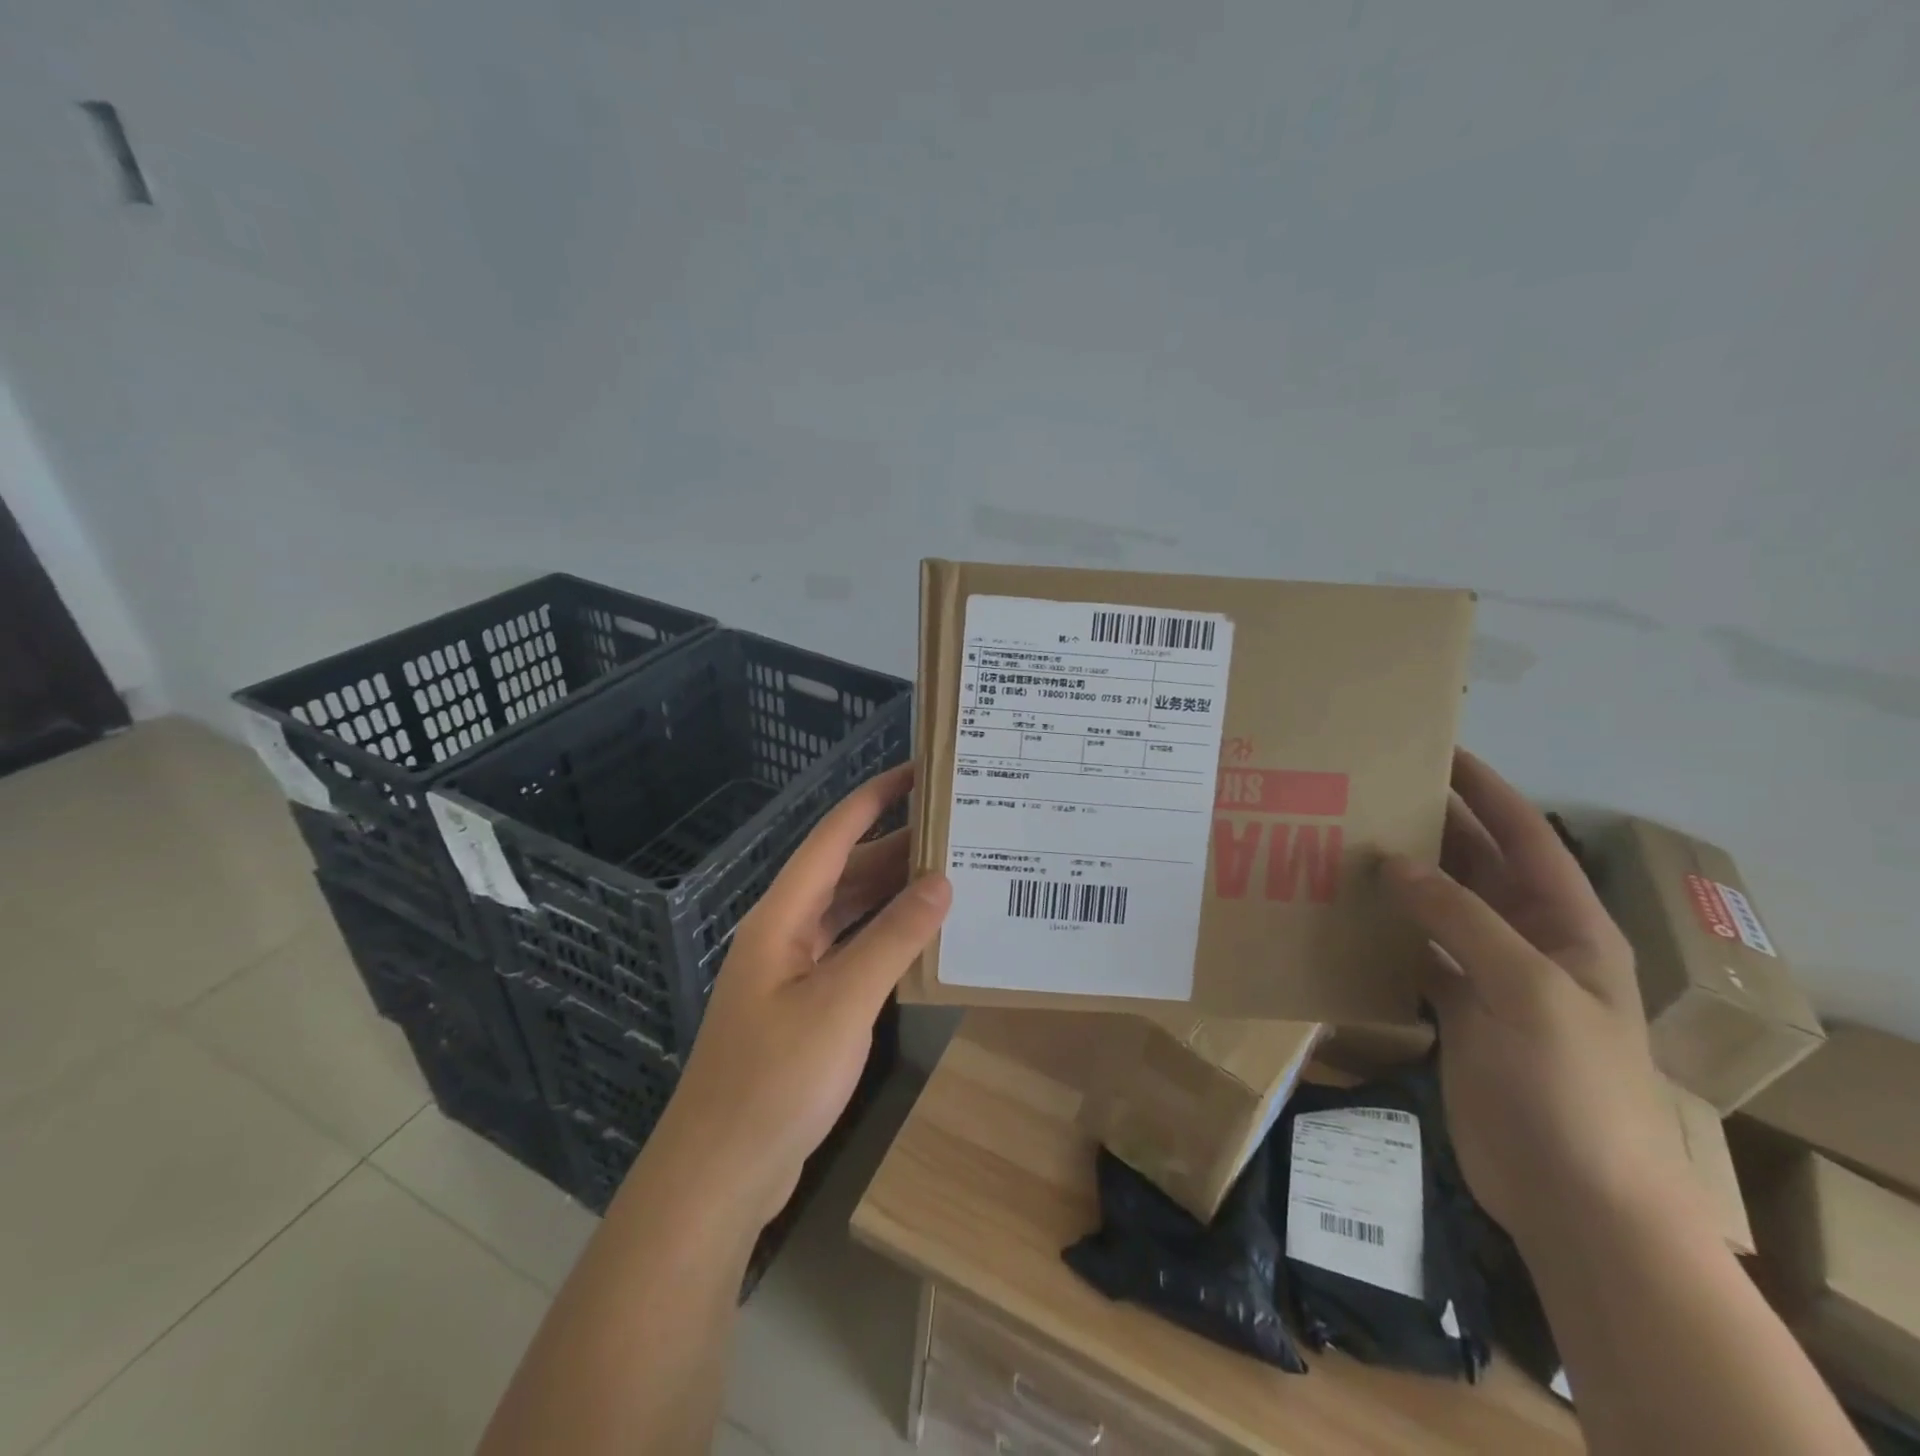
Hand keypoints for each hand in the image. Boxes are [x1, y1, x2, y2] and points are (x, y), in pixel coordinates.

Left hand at [640, 763, 951, 1228]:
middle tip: (955, 828)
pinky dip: (886, 938)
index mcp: (782, 917)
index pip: (832, 838)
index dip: (872, 799)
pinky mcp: (805, 1006)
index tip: (916, 771)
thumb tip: (941, 881)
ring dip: (893, 894)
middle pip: (845, 873)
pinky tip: (923, 940)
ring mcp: (793, 971)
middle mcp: (786, 933)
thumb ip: (892, 939)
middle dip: (895, 846)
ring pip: (850, 914)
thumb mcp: (842, 1003)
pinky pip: (852, 952)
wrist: (721, 1174)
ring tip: (951, 874)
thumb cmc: (774, 1080)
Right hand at [1382, 750, 1685, 1247]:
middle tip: (1366, 793)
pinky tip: (1344, 915)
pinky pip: (1417, 953)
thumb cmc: (1569, 1084)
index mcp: (1568, 925)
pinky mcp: (1458, 1011)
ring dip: (1401, 880)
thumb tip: (1394, 862)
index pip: (1526, 837)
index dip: (1486, 791)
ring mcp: (1491, 977)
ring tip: (1343, 843)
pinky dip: (1386, 932)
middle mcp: (1529, 940)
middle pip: (1476, 867)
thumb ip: (1461, 918)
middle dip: (1430, 829)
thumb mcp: (1526, 990)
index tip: (1436, 752)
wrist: (1573, 1197)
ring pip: (1440, 909)